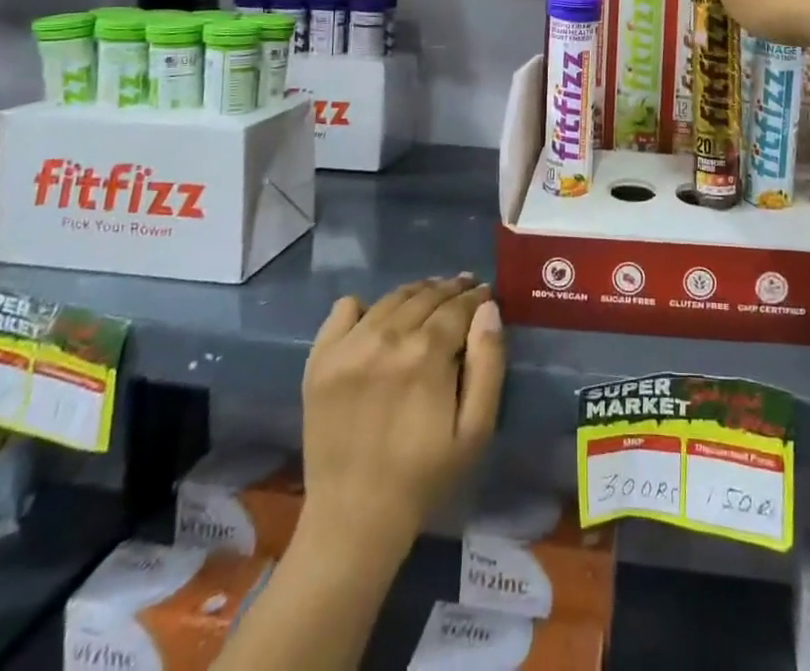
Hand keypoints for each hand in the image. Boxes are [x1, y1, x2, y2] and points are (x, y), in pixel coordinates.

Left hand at [299, 277, 504, 556]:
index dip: (477, 297)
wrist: (354, 520)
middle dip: (451, 289)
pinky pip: (344, 309)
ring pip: (392, 298)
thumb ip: (488, 363)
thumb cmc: (424, 477)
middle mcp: (387, 337)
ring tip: (431, 295)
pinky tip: (378, 317)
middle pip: (426, 295)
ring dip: (417, 292)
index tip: (486, 295)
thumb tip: (488, 309)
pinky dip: (365, 305)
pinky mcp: (320, 359)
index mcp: (427, 353)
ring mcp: (349, 345)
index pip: (459, 306)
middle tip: (464, 289)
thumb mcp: (475, 429)